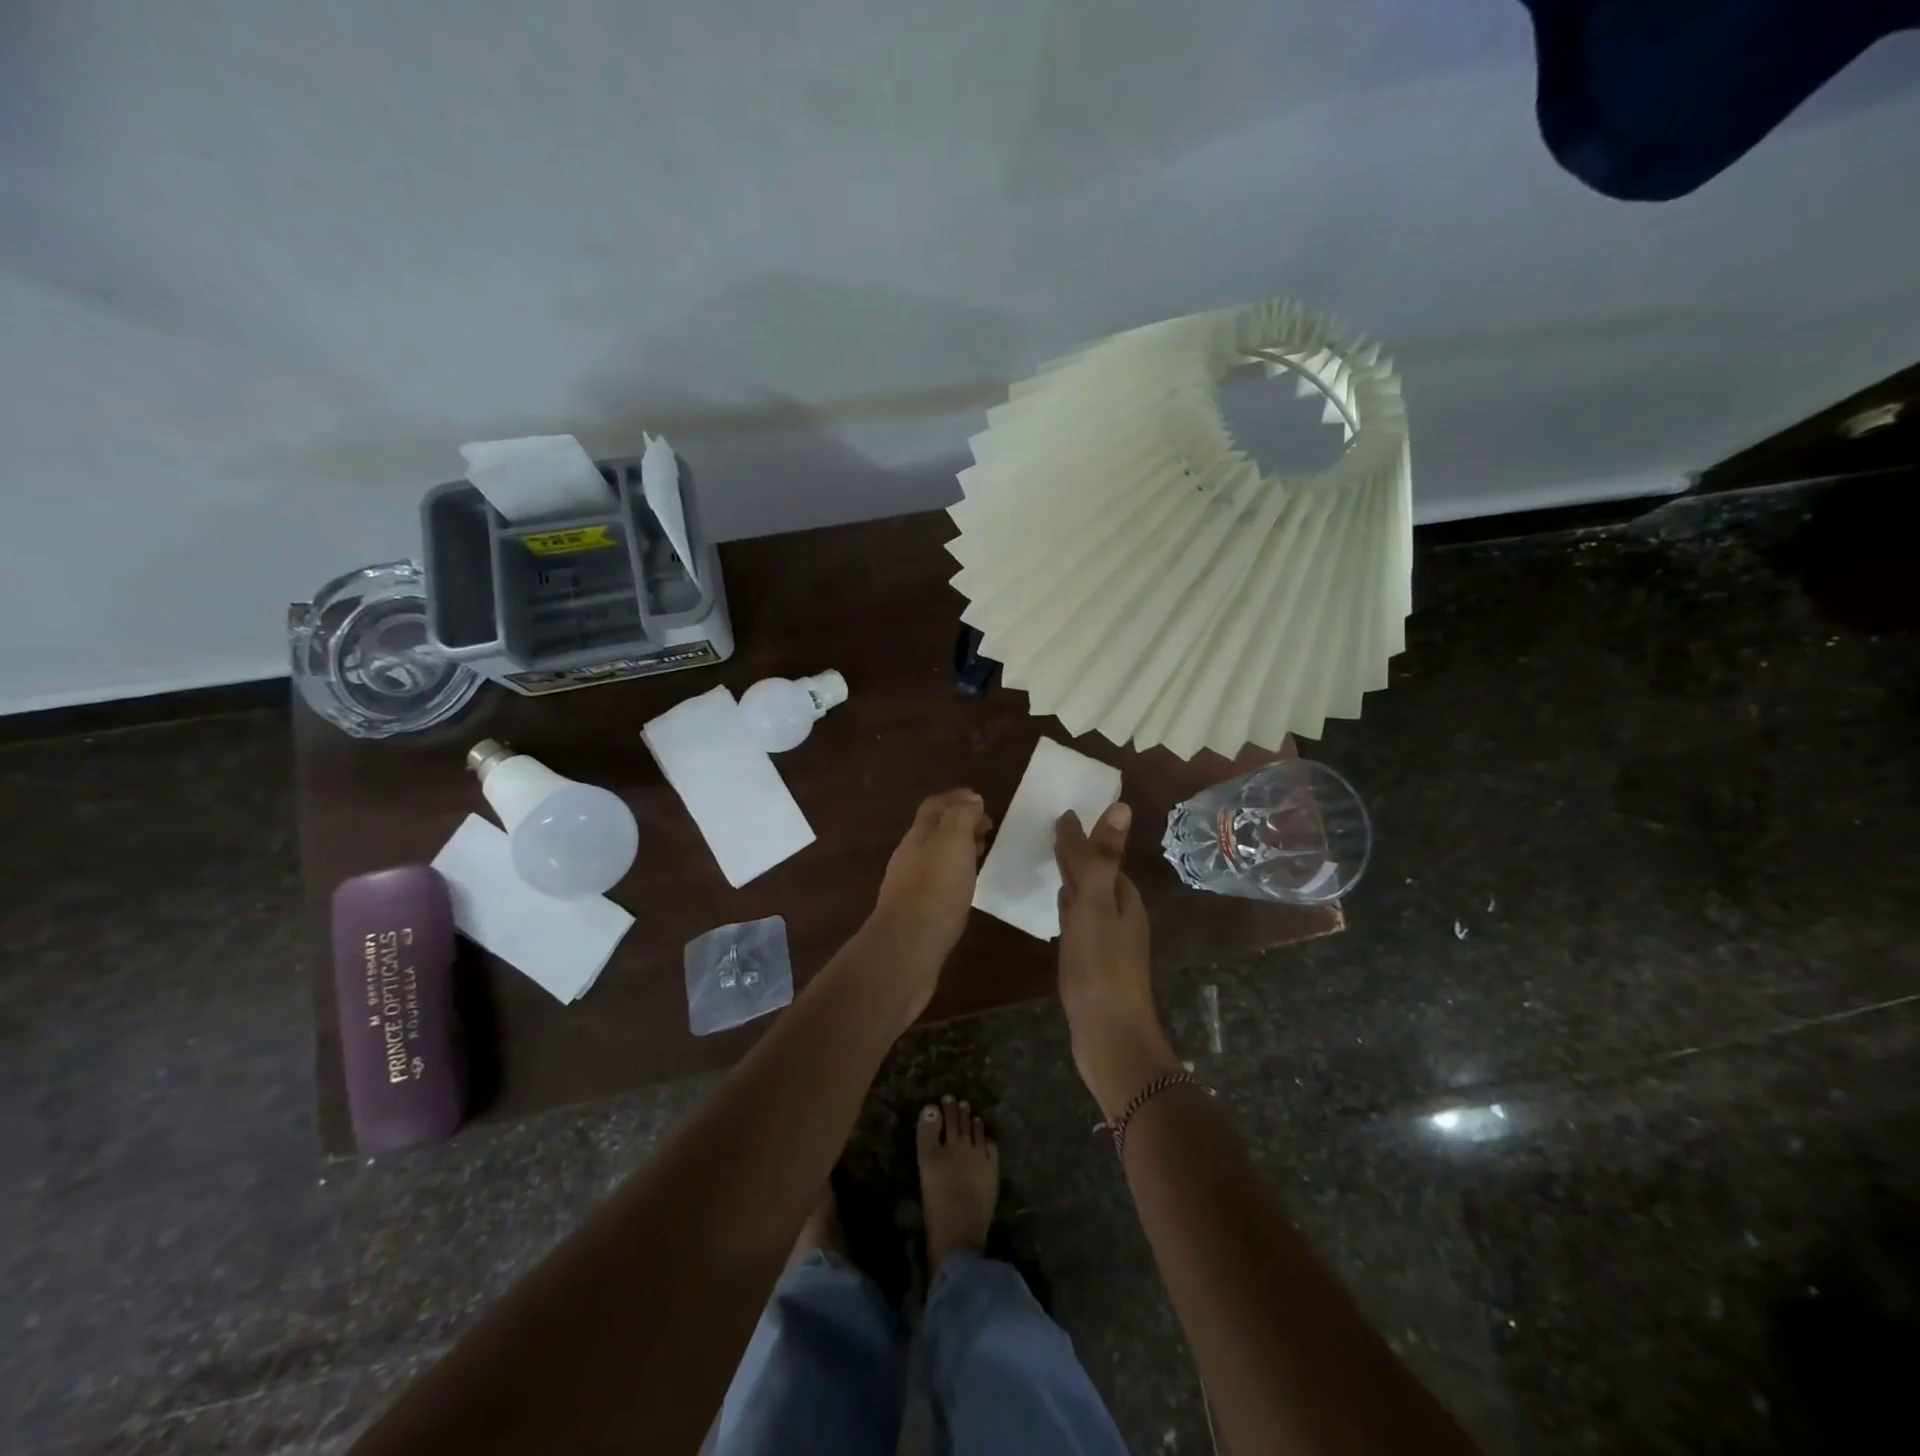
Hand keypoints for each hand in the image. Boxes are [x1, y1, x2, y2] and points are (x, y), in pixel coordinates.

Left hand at [868, 789, 991, 1012]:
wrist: (907, 948)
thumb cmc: (934, 890)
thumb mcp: (953, 842)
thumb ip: (961, 817)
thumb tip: (971, 799)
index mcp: (917, 836)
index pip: (934, 807)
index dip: (957, 799)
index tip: (982, 801)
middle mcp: (909, 857)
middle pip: (933, 831)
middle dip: (959, 823)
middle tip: (987, 828)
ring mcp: (908, 886)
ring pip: (935, 857)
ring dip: (957, 850)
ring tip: (982, 854)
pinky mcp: (915, 913)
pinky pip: (937, 883)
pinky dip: (954, 875)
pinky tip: (966, 888)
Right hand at [1055, 803, 1182, 1118]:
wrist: (1109, 1036)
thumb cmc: (1101, 967)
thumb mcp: (1097, 905)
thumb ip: (1102, 858)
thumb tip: (1121, 807)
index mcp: (1124, 899)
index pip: (1102, 857)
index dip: (1083, 837)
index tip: (1061, 815)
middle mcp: (1121, 917)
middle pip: (1097, 876)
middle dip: (1079, 855)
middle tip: (1052, 833)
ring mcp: (1108, 943)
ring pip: (1088, 899)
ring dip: (1073, 880)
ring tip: (1051, 864)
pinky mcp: (1094, 965)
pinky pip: (1080, 923)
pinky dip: (1068, 908)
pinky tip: (1059, 910)